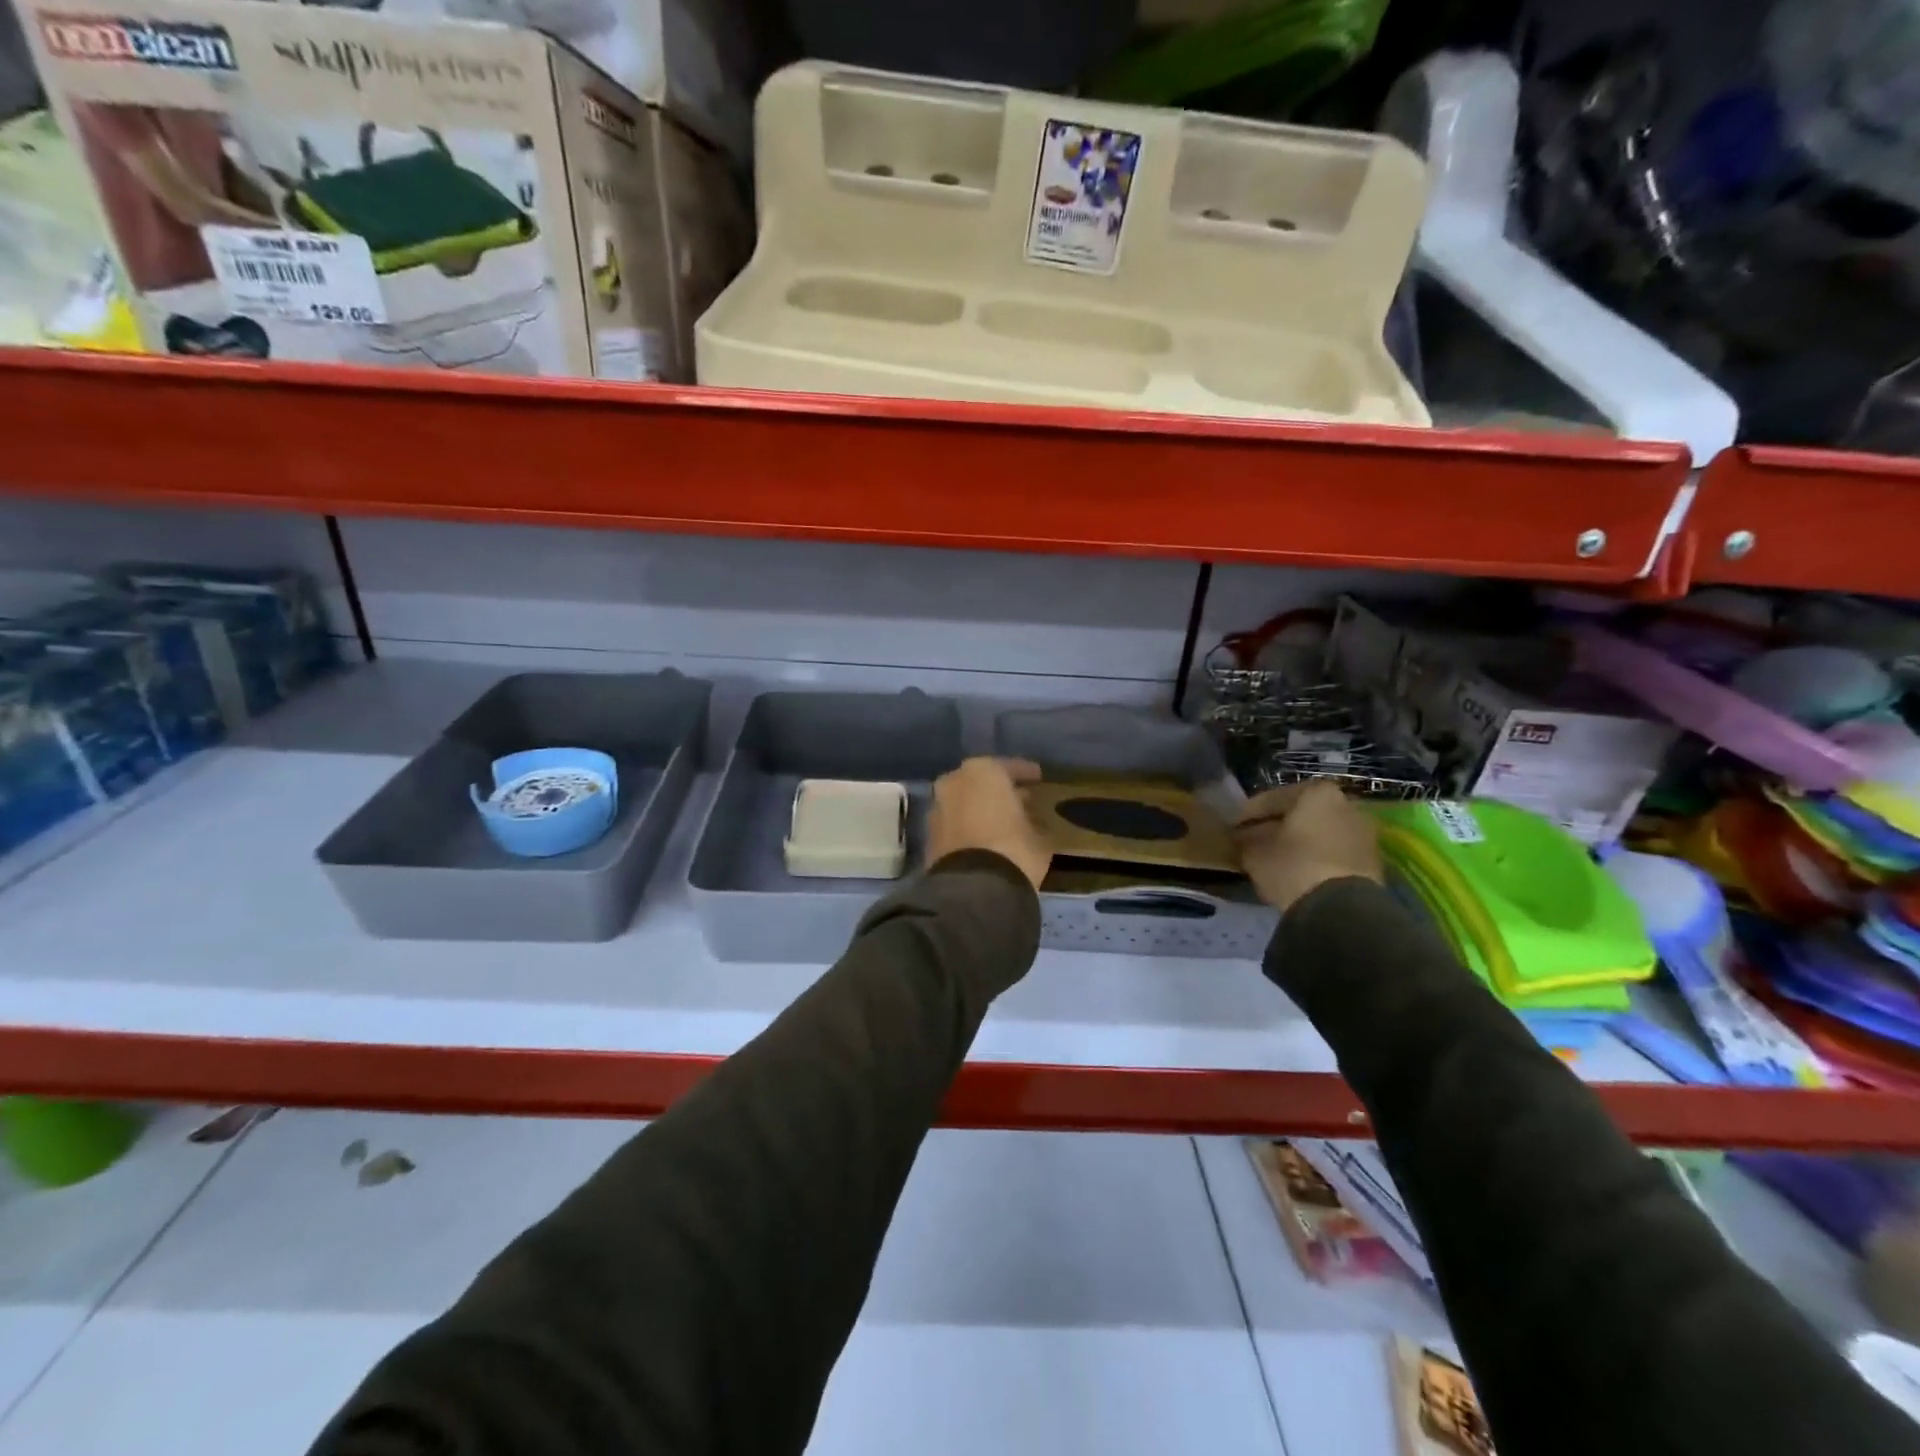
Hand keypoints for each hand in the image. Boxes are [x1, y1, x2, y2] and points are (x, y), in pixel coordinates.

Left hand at [926, 757, 1051, 890]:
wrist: (973, 889)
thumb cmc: (1013, 849)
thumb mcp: (1039, 834)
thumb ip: (1033, 819)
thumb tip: (1030, 820)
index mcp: (983, 771)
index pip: (1010, 767)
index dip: (1027, 774)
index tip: (1039, 779)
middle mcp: (954, 782)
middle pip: (981, 781)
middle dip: (999, 789)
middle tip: (1020, 799)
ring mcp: (937, 808)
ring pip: (964, 801)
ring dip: (980, 808)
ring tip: (1001, 821)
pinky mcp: (928, 836)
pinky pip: (954, 823)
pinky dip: (967, 827)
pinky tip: (984, 838)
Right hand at [1233, 781, 1381, 913]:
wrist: (1342, 909)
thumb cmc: (1293, 866)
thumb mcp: (1255, 851)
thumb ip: (1247, 838)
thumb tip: (1244, 836)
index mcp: (1317, 792)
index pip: (1272, 798)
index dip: (1248, 814)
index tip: (1233, 828)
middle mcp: (1346, 804)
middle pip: (1300, 813)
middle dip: (1277, 826)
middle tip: (1253, 841)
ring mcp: (1363, 833)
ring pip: (1319, 833)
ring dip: (1298, 843)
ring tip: (1275, 860)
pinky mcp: (1372, 861)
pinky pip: (1333, 852)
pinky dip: (1315, 858)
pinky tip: (1298, 872)